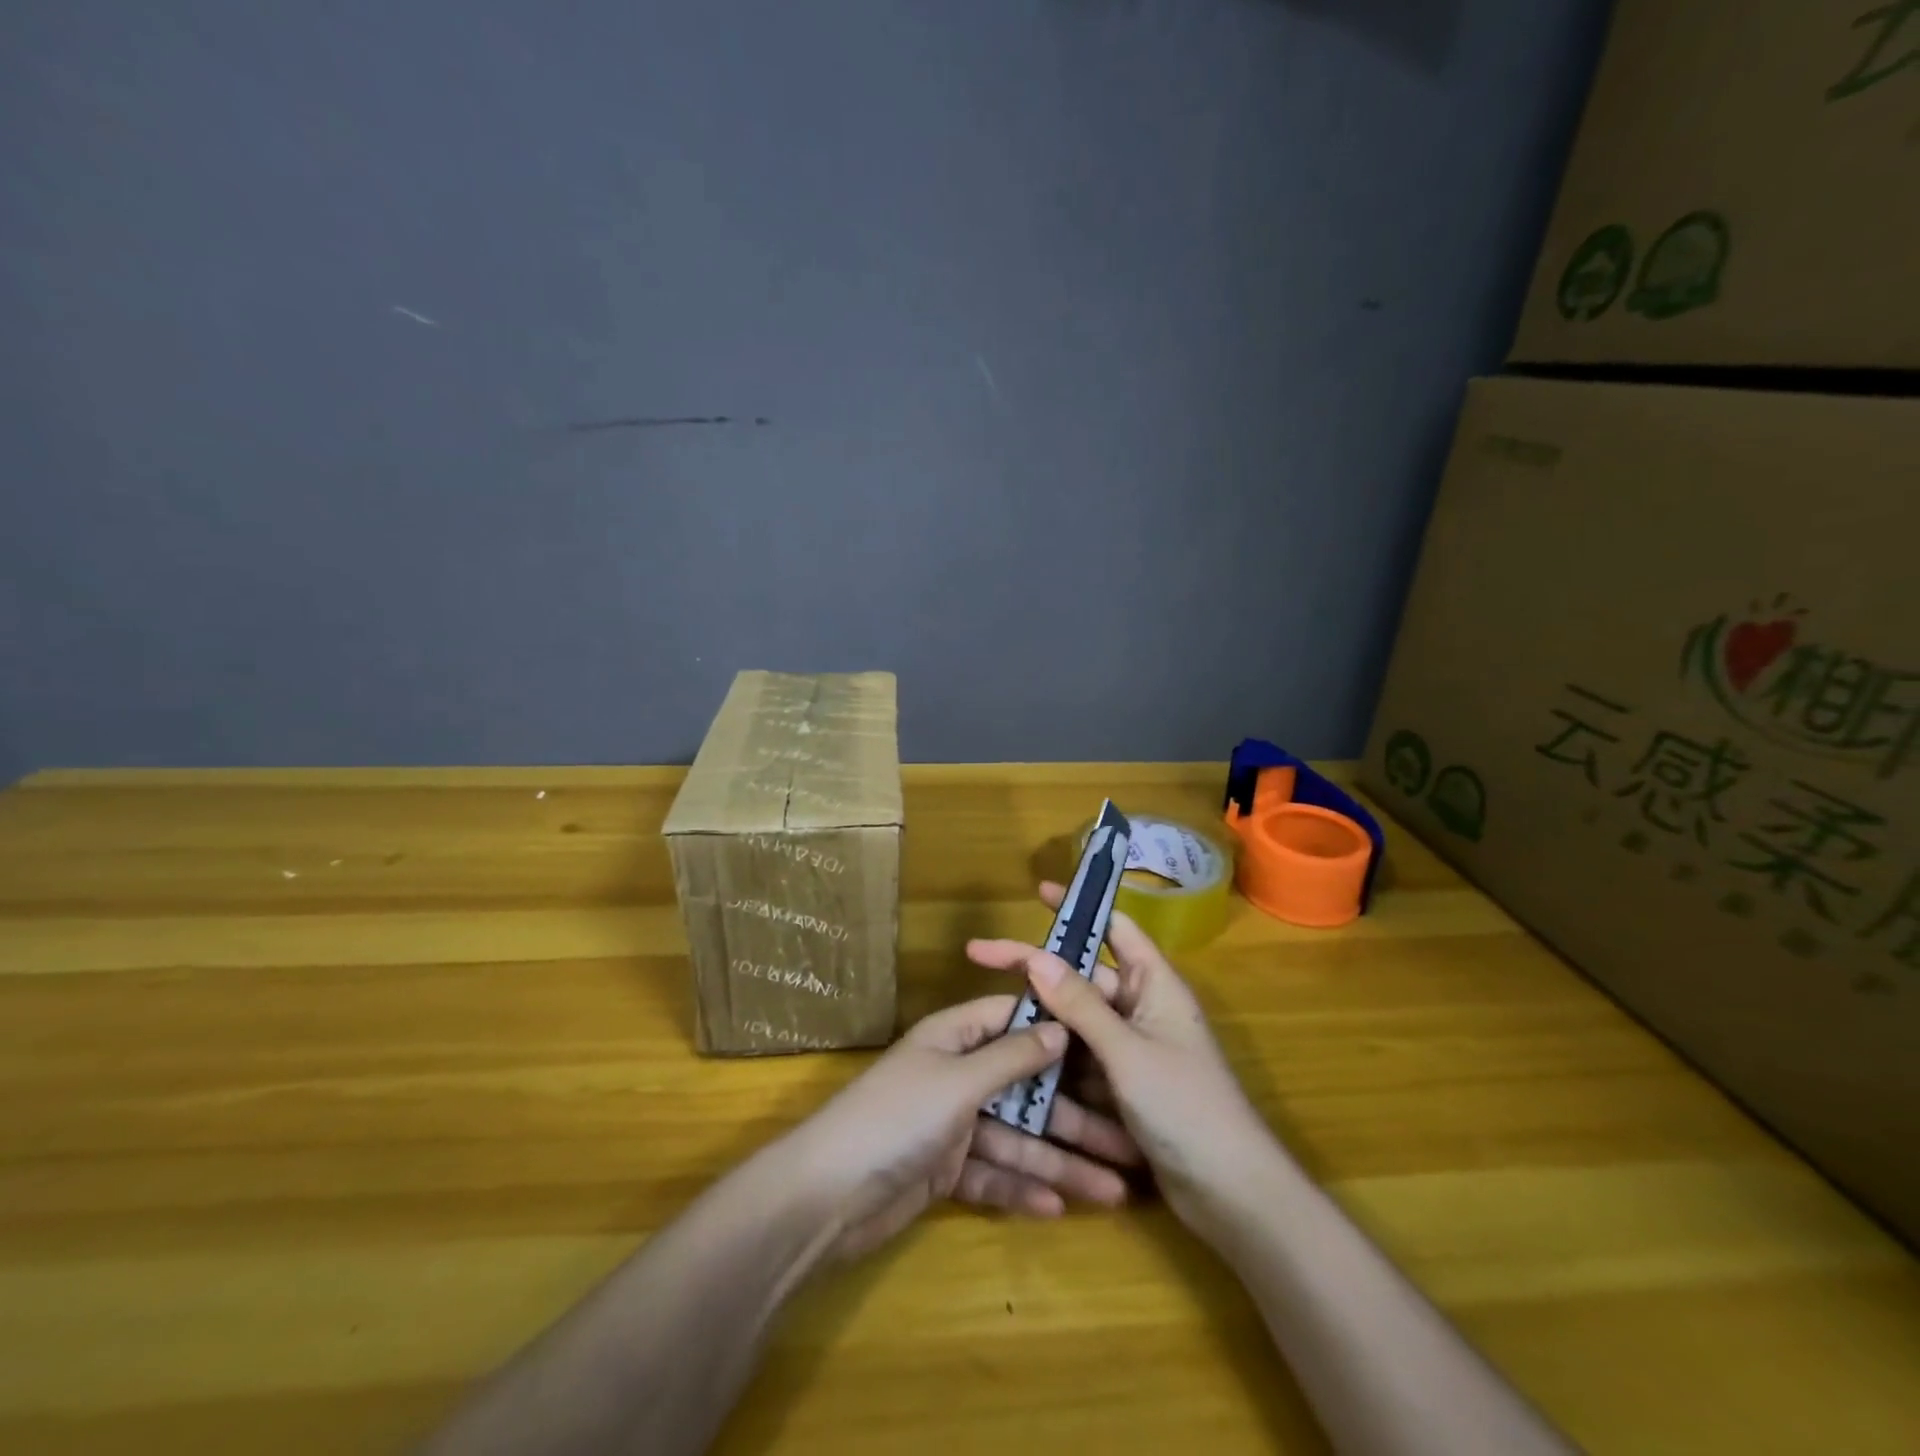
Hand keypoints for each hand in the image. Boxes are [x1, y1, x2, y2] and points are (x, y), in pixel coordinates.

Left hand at [775, 994, 1139, 1262]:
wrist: (827, 1197)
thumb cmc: (897, 1118)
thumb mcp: (958, 1081)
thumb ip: (1011, 1057)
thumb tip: (1059, 1025)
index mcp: (954, 1038)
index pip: (1012, 1020)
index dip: (1056, 1029)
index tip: (1108, 1043)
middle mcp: (955, 1074)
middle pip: (1024, 1089)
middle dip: (1072, 1117)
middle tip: (1127, 1144)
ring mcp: (950, 1124)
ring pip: (1015, 1139)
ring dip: (1059, 1163)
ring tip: (1113, 1191)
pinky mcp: (944, 1170)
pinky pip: (993, 1175)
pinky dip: (1021, 1189)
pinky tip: (1060, 1208)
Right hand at [965, 882, 1274, 1227]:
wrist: (1231, 1195)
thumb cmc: (1187, 1108)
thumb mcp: (1127, 1053)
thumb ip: (1080, 1005)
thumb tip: (1036, 957)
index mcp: (1155, 984)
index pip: (1114, 927)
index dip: (1078, 907)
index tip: (1037, 893)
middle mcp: (1142, 1008)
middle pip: (1081, 976)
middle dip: (1036, 970)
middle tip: (980, 956)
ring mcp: (1131, 1049)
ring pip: (1075, 1021)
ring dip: (1040, 1019)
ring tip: (987, 1011)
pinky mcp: (1122, 1085)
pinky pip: (1080, 1060)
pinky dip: (1052, 1059)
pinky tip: (1012, 1058)